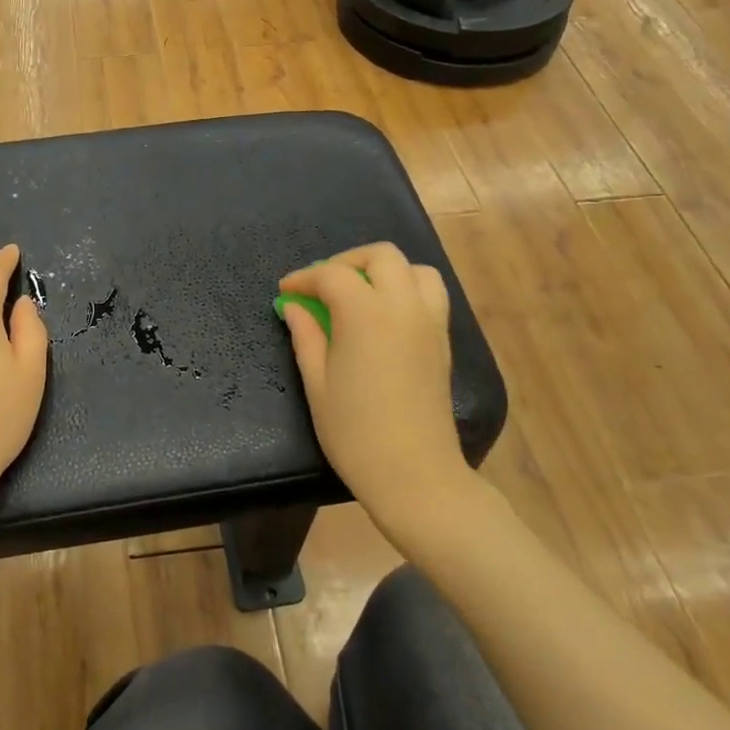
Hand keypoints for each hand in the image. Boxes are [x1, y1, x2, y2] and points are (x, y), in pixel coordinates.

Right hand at [277, 242, 472, 528]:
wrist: (413, 472)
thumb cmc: (354, 433)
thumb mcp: (318, 384)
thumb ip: (307, 337)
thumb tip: (294, 307)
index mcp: (366, 314)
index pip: (332, 275)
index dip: (305, 278)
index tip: (286, 292)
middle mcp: (403, 305)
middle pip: (380, 256)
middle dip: (346, 262)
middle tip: (322, 286)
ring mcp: (430, 321)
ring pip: (414, 269)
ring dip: (383, 271)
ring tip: (359, 295)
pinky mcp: (443, 340)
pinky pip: (430, 294)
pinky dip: (406, 288)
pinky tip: (383, 316)